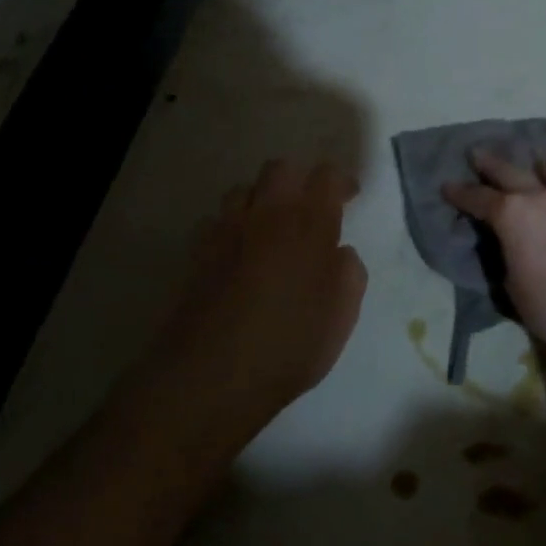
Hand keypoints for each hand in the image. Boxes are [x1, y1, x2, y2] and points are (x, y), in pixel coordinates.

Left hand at [160, 160, 367, 409]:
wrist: (210, 376)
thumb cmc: (289, 345)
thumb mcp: (342, 315)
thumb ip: (349, 273)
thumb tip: (339, 252)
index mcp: (309, 224)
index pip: (326, 176)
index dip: (341, 181)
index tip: (349, 196)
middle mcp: (267, 215)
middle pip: (280, 169)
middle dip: (299, 179)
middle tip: (309, 206)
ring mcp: (226, 231)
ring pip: (243, 189)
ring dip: (261, 199)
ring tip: (270, 227)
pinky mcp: (197, 252)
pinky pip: (216, 221)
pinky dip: (231, 227)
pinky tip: (238, 253)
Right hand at [442, 149, 545, 354]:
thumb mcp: (511, 284)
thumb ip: (506, 256)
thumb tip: (510, 246)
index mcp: (512, 215)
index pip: (479, 198)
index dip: (461, 193)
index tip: (447, 186)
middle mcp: (541, 197)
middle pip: (511, 172)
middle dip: (491, 163)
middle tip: (478, 153)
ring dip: (539, 165)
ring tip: (535, 161)